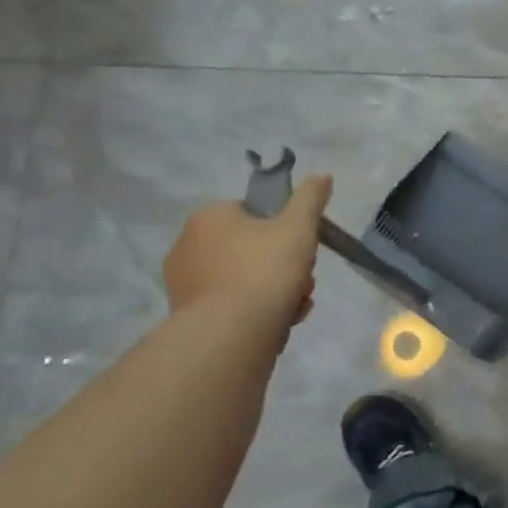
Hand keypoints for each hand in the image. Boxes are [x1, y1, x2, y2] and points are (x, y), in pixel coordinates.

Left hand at [162, 177, 332, 323]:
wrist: (232, 333)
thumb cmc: (265, 268)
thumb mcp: (299, 226)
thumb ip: (311, 198)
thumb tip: (322, 175)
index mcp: (209, 217)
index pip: (250, 211)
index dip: (281, 227)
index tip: (300, 245)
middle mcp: (187, 245)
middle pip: (251, 247)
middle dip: (283, 264)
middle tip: (303, 278)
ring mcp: (185, 283)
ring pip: (245, 277)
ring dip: (275, 289)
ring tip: (295, 305)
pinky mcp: (188, 316)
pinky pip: (232, 304)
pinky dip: (256, 310)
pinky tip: (278, 322)